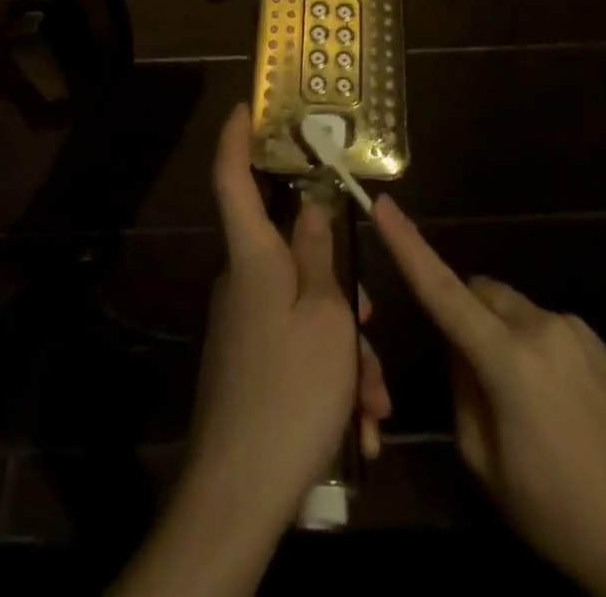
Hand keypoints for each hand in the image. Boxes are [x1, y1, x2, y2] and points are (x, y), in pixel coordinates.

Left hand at [112, 108, 390, 596]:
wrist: (238, 498)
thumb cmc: (290, 389)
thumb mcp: (326, 316)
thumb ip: (319, 255)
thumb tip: (310, 207)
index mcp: (254, 257)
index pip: (233, 179)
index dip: (235, 138)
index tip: (243, 106)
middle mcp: (243, 283)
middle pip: (293, 257)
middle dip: (340, 284)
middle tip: (372, 318)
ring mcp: (244, 327)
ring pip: (307, 313)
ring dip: (346, 349)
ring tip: (372, 403)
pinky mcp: (250, 367)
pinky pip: (298, 351)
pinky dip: (331, 379)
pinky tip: (358, 429)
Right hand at [372, 196, 605, 596]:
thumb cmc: (559, 513)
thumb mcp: (486, 465)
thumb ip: (461, 392)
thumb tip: (459, 351)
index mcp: (506, 360)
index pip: (442, 290)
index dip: (408, 246)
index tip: (383, 205)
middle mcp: (538, 326)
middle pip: (477, 292)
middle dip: (462, 314)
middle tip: (469, 375)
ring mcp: (570, 326)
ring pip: (508, 307)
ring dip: (496, 331)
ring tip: (519, 400)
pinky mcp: (592, 335)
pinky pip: (540, 323)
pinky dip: (526, 343)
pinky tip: (551, 400)